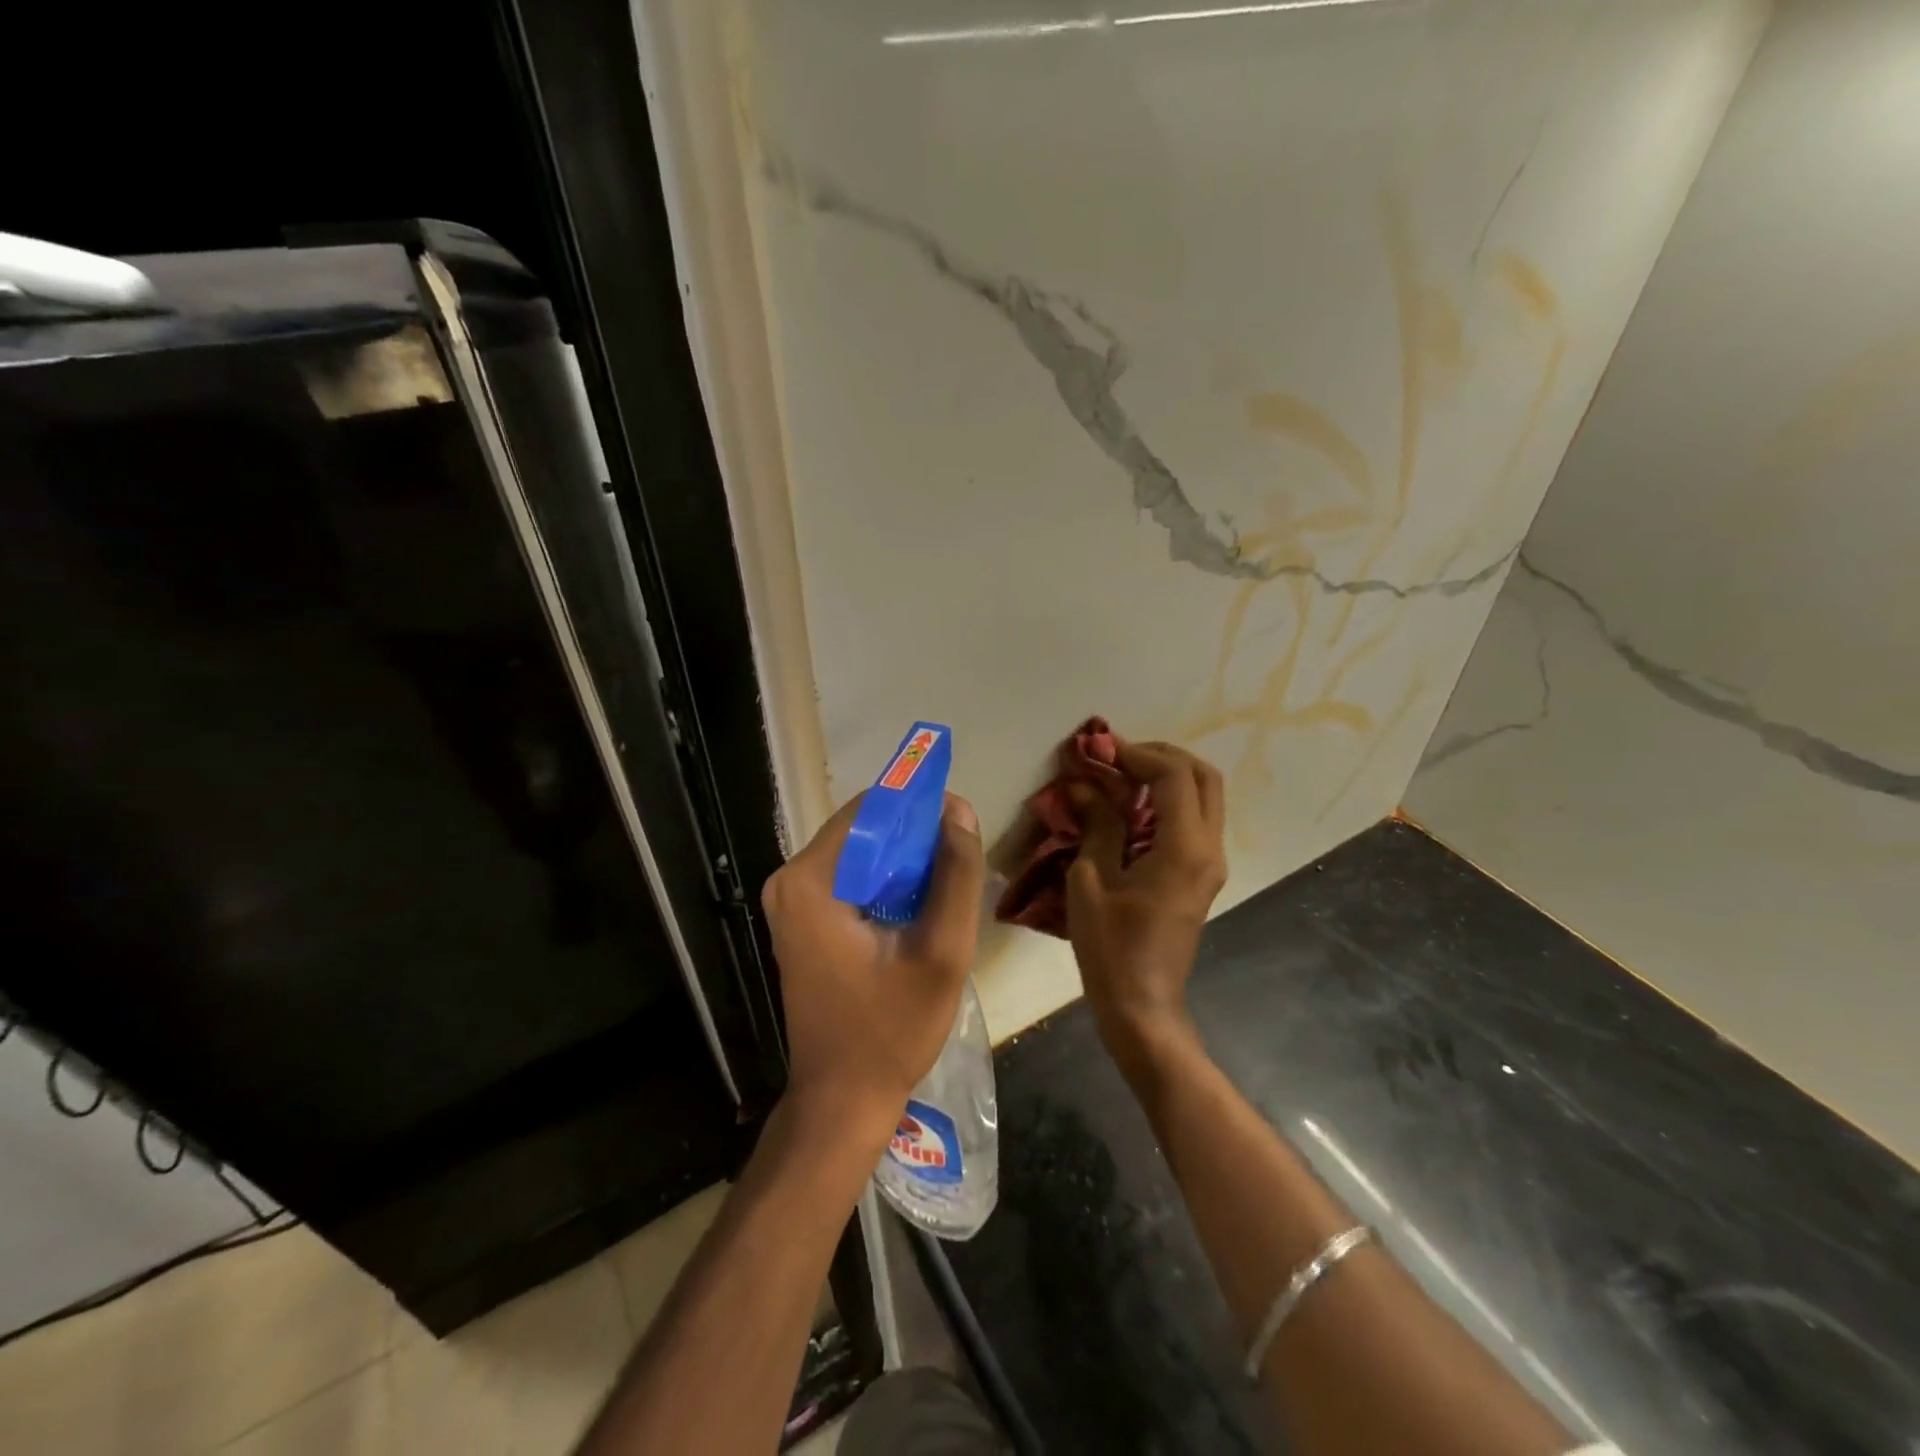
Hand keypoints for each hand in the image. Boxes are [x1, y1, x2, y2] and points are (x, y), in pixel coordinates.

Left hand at [762, 792, 985, 1147]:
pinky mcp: (801, 920)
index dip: (919, 807)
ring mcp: (791, 902)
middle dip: (914, 838)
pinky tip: (918, 908)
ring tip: (946, 887)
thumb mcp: (941, 952)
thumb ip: (955, 875)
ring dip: (904, 861)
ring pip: (860, 853)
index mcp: (810, 880)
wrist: (842, 1099)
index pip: (870, 809)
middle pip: (863, 829)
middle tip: (959, 863)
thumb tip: (959, 811)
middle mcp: (789, 880)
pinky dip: (886, 883)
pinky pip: (851, 878)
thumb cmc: (891, 1030)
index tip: (960, 825)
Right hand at [1065, 739, 1227, 1074]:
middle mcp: (1208, 848)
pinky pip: (1194, 819)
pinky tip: (1131, 806)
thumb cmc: (1111, 948)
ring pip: (1204, 796)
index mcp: (1184, 848)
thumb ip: (1095, 825)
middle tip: (1117, 755)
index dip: (1136, 754)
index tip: (1099, 749)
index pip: (1173, 775)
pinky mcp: (1202, 874)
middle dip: (1161, 755)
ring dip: (1166, 776)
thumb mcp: (1091, 881)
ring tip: (1120, 774)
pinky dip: (1168, 800)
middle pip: (1203, 776)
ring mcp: (1210, 862)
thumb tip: (1083, 784)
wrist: (1142, 1006)